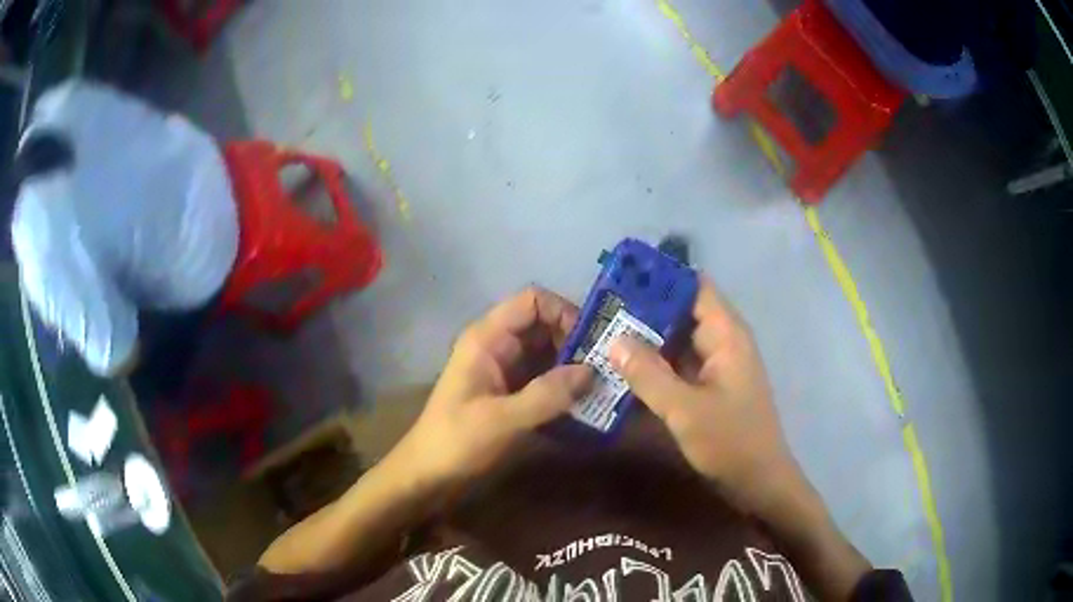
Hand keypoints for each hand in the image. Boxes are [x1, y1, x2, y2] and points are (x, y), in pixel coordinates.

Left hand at [394, 287, 591, 485]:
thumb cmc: (457, 441)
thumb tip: (592, 371)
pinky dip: (565, 384)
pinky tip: (587, 401)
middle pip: (545, 324)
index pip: (532, 301)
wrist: (428, 473)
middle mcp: (498, 345)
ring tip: (605, 383)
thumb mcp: (503, 419)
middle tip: (608, 365)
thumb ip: (547, 394)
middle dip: (577, 340)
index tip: (593, 341)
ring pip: (547, 351)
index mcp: (488, 338)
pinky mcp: (511, 392)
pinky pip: (544, 377)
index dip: (564, 311)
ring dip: (574, 364)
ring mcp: (505, 369)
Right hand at [608, 276, 795, 510]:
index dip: (661, 279)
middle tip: (601, 310)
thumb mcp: (684, 409)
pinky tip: (624, 367)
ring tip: (604, 334)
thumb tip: (613, 340)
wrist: (758, 482)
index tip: (621, 279)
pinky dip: (655, 363)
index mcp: (726, 335)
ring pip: (678, 340)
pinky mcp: (709, 387)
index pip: (694, 287)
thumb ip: (648, 374)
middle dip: (644, 310)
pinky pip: (679, 364)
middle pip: (682, 311)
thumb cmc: (730, 442)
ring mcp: (716, 365)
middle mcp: (722, 342)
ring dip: (647, 338)